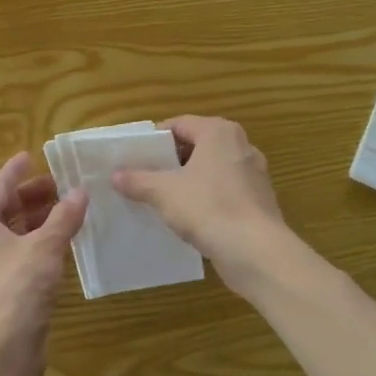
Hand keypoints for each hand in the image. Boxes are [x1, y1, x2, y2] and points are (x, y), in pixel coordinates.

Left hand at [0, 152, 87, 374]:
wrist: (1, 351)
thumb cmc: (17, 288)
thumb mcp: (45, 247)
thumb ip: (63, 217)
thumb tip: (80, 192)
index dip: (16, 170)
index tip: (32, 155)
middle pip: (5, 208)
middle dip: (33, 195)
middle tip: (63, 185)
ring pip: (13, 232)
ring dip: (38, 219)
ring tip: (68, 210)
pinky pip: (19, 253)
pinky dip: (38, 242)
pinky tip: (62, 242)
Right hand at [112, 116, 289, 281]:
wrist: (256, 251)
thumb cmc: (208, 208)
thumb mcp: (164, 192)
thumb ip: (138, 180)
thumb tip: (115, 176)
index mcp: (219, 132)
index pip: (179, 124)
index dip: (155, 139)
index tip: (135, 157)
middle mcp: (241, 146)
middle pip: (197, 146)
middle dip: (170, 161)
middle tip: (144, 177)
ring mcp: (253, 174)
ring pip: (211, 170)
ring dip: (188, 181)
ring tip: (162, 199)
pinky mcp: (259, 201)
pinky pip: (225, 191)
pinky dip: (206, 199)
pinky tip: (189, 218)